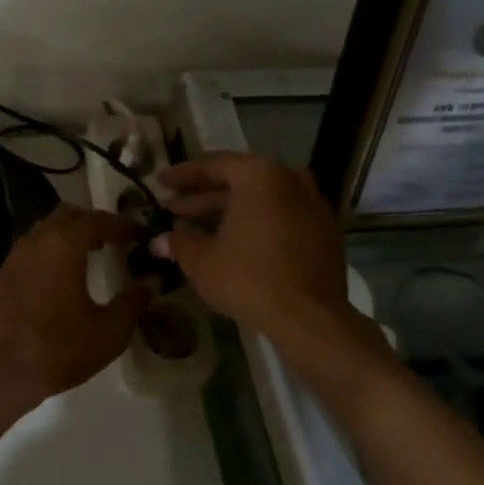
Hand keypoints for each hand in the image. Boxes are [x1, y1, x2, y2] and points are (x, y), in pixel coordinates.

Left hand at [0, 206, 149, 409]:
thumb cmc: (58, 348)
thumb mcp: (108, 331)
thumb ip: (132, 302)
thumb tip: (151, 282)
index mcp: (64, 244)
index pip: (97, 219)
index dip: (121, 224)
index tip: (140, 234)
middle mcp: (37, 240)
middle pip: (68, 215)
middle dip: (93, 223)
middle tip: (115, 240)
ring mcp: (15, 256)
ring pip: (46, 230)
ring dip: (70, 235)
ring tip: (91, 255)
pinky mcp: (3, 274)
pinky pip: (32, 249)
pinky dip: (51, 251)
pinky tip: (63, 275)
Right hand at [153, 153, 376, 349]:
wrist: (309, 318)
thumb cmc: (248, 277)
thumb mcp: (201, 260)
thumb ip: (178, 242)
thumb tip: (159, 241)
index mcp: (259, 174)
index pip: (213, 165)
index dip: (182, 175)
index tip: (160, 181)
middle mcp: (290, 179)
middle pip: (239, 182)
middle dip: (204, 197)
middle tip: (173, 209)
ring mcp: (313, 205)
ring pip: (262, 200)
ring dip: (230, 212)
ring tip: (198, 228)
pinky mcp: (325, 233)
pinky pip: (282, 217)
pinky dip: (257, 224)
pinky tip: (235, 244)